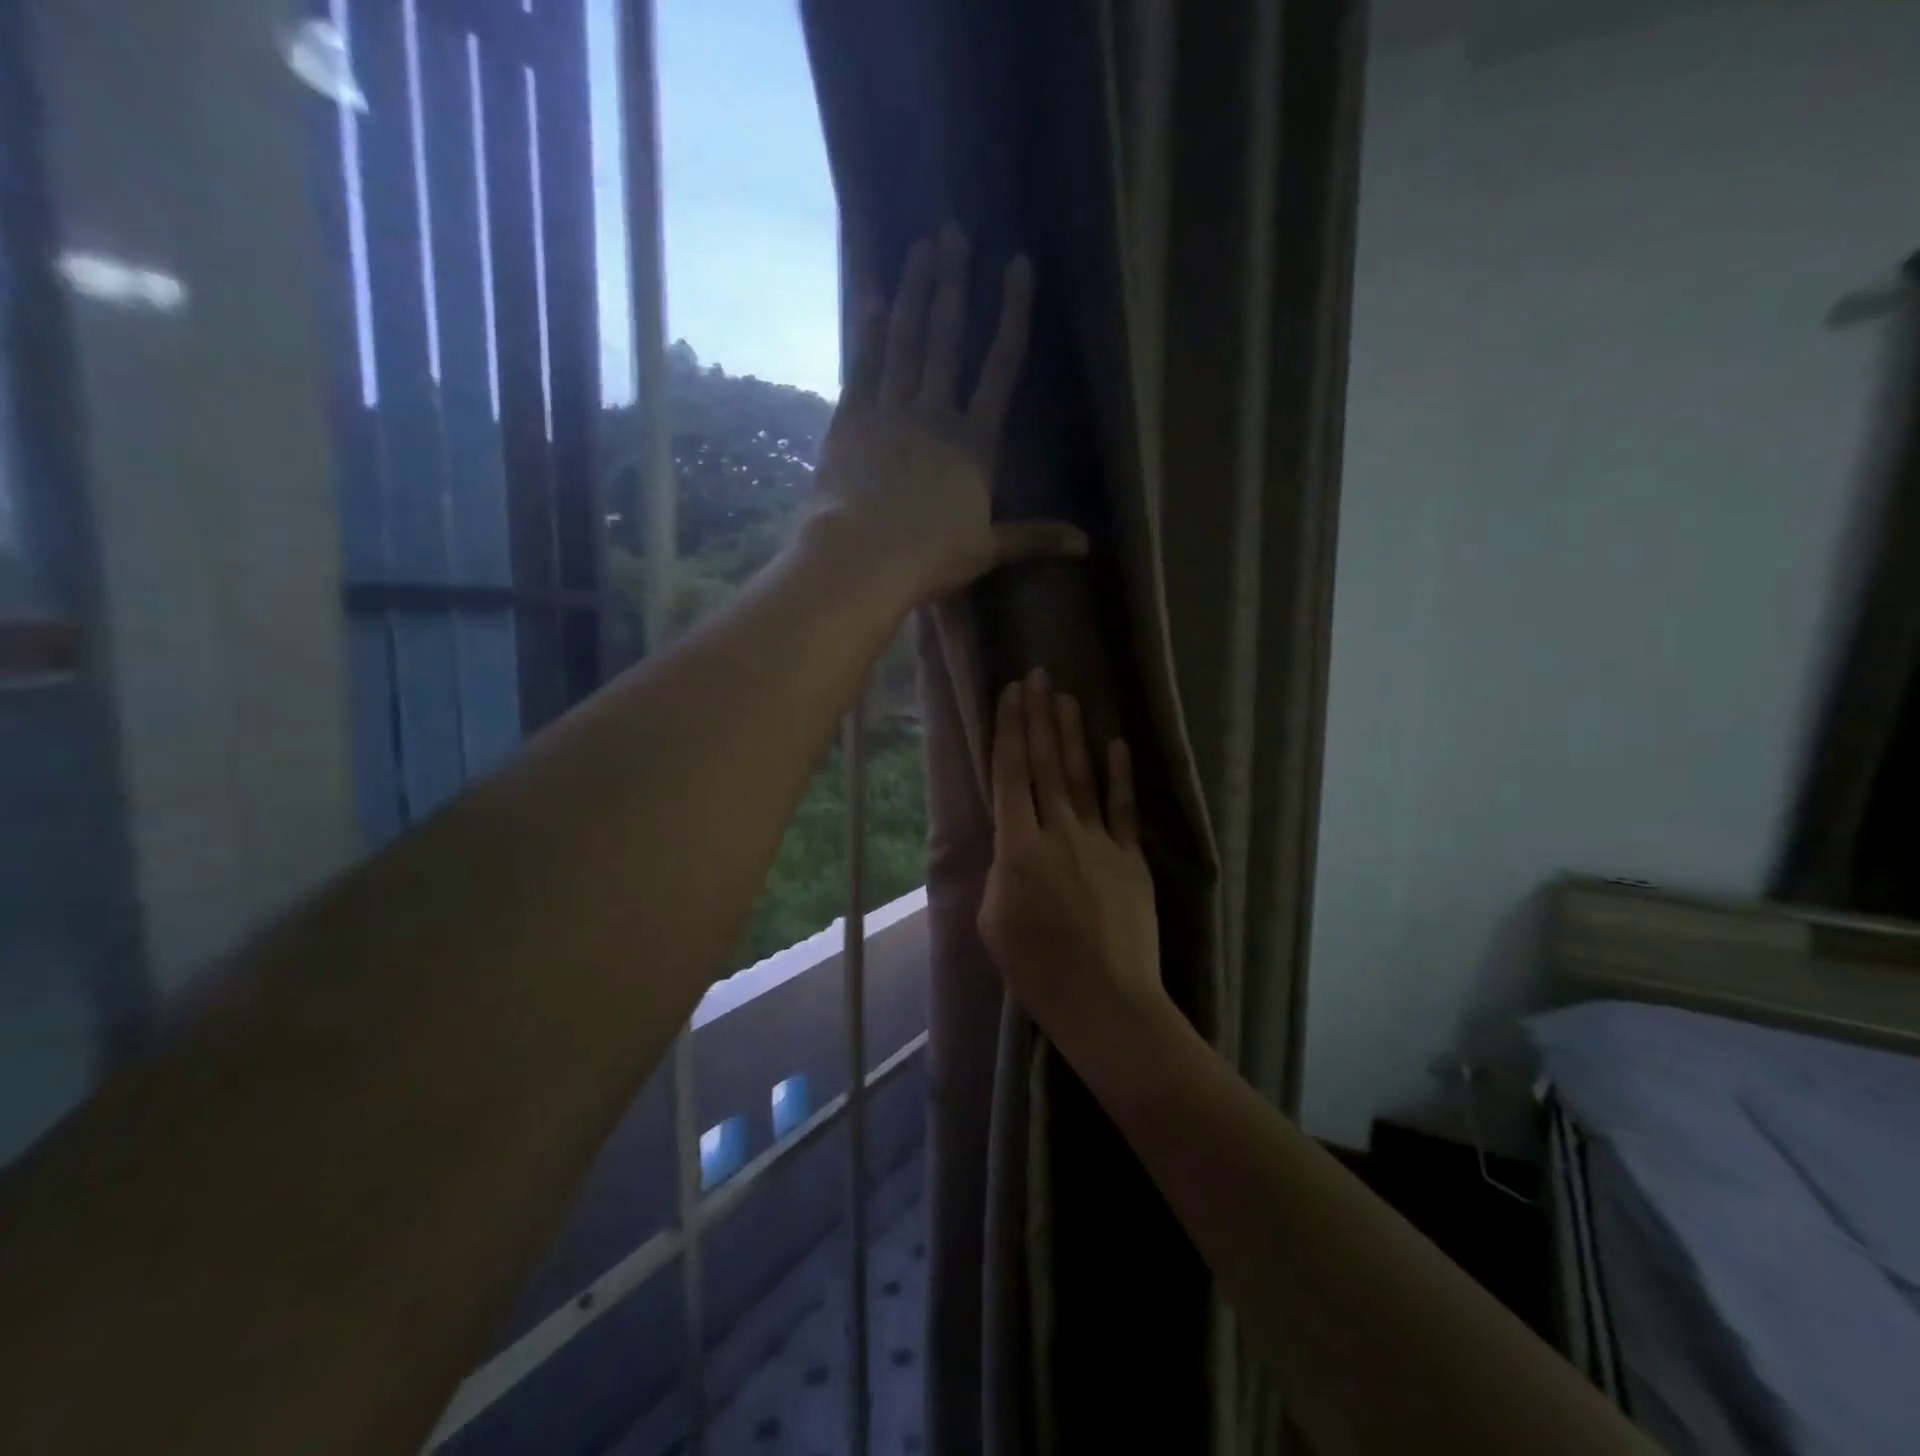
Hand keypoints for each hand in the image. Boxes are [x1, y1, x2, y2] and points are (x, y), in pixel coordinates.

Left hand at [809, 225, 1086, 607]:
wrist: (862, 557)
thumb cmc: (930, 556)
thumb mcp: (988, 549)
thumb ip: (1034, 537)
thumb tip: (1086, 545)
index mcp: (975, 442)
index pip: (1001, 366)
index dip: (1012, 314)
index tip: (1017, 264)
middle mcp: (934, 413)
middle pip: (946, 338)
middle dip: (952, 283)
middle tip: (952, 231)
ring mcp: (889, 411)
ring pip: (904, 341)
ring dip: (912, 292)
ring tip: (917, 248)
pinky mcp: (851, 421)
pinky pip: (863, 366)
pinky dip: (869, 333)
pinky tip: (872, 300)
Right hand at [978, 669, 1168, 1042]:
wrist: (1105, 1000)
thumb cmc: (1036, 969)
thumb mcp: (992, 921)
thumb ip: (1000, 871)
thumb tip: (1012, 846)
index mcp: (1018, 849)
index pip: (1011, 776)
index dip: (1009, 732)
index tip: (1009, 695)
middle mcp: (1059, 833)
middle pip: (1046, 765)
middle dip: (1039, 717)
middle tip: (1037, 676)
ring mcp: (1100, 842)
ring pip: (1082, 777)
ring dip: (1074, 734)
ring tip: (1067, 697)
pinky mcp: (1131, 858)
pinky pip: (1123, 808)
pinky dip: (1120, 775)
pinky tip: (1115, 744)